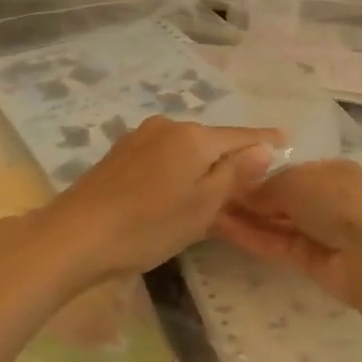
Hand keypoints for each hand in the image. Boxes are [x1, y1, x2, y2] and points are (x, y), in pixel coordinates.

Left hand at [27, 117, 282, 284]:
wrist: (74, 236)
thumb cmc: (147, 226)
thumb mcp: (202, 206)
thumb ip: (235, 174)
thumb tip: (264, 147)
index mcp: (193, 137)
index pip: (241, 136)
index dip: (265, 141)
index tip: (287, 139)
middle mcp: (168, 125)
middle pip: (212, 140)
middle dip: (232, 157)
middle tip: (250, 181)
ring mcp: (140, 136)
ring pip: (185, 148)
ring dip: (202, 164)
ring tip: (213, 190)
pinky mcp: (120, 152)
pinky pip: (163, 154)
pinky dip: (178, 168)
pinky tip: (174, 189)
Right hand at [211, 159, 361, 304]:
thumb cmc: (339, 202)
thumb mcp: (297, 181)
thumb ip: (265, 186)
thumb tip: (240, 190)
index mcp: (329, 171)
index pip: (286, 169)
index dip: (256, 172)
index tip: (224, 172)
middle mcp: (323, 198)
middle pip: (278, 196)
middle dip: (246, 196)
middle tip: (207, 192)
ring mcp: (315, 230)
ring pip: (273, 221)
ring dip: (243, 217)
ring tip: (206, 210)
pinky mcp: (306, 259)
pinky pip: (274, 243)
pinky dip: (251, 236)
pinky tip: (221, 228)